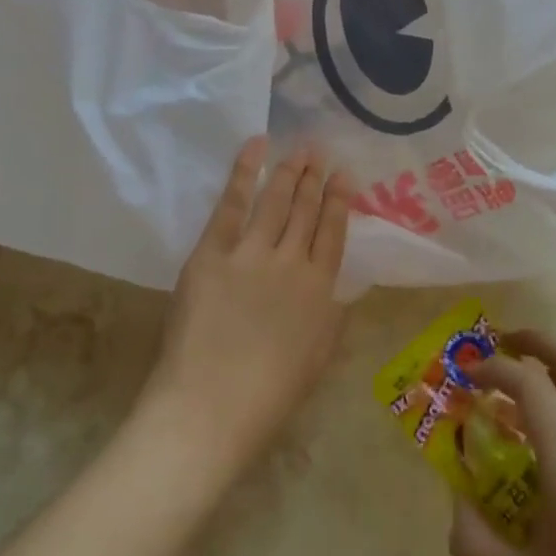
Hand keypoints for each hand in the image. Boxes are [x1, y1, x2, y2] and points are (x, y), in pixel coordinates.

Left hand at [142, 138, 351, 474]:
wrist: (210, 407)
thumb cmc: (268, 396)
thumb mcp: (317, 359)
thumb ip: (331, 318)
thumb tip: (338, 291)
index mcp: (320, 290)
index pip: (334, 232)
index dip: (340, 201)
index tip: (345, 176)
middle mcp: (291, 261)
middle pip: (306, 210)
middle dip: (314, 177)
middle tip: (319, 150)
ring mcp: (251, 253)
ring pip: (275, 200)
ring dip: (289, 170)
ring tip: (298, 148)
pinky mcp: (213, 252)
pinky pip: (232, 204)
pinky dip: (244, 173)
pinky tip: (255, 148)